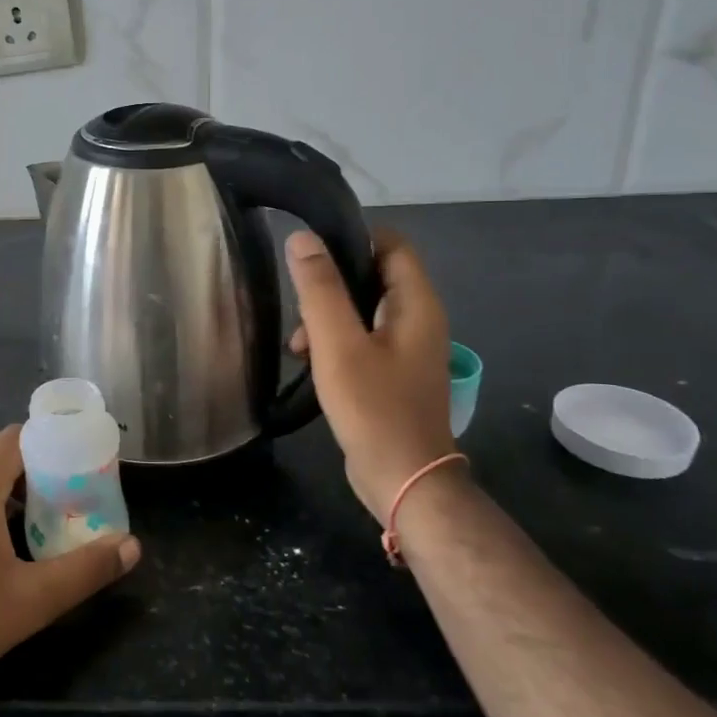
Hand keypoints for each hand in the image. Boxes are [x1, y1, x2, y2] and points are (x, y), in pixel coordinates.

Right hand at [286, 228, 457, 524]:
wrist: (404, 479)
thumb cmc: (373, 407)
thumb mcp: (338, 344)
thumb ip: (320, 289)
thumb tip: (302, 239)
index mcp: (415, 303)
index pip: (391, 243)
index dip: (352, 237)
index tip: (311, 251)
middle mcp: (418, 319)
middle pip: (372, 276)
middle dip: (330, 286)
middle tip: (299, 309)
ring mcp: (407, 348)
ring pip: (361, 310)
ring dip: (327, 318)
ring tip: (297, 346)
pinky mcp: (393, 372)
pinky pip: (362, 339)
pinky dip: (335, 342)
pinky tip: (309, 363)